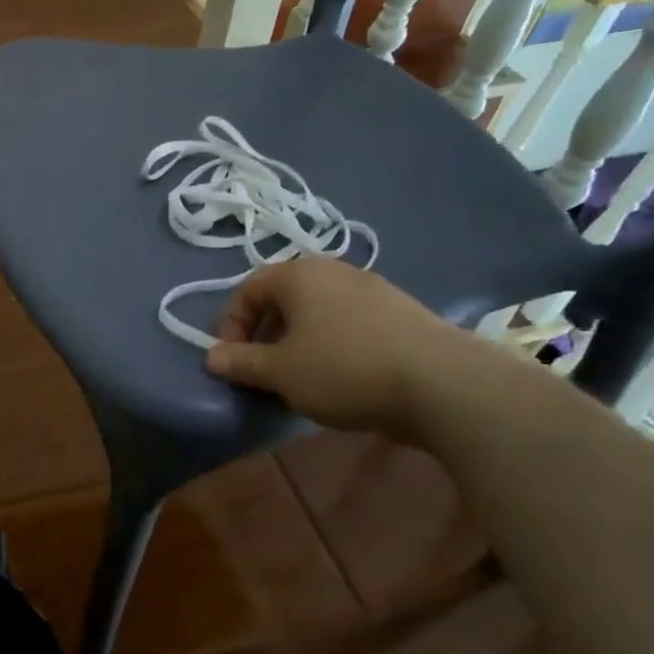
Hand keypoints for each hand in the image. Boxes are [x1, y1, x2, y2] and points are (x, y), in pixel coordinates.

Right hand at [202, 257, 488, 435]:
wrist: (442, 383)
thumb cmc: (343, 369)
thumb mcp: (279, 372)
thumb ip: (240, 362)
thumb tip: (210, 357)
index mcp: (298, 275)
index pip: (247, 289)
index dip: (230, 325)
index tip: (231, 360)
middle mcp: (334, 270)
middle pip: (283, 298)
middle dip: (265, 333)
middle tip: (263, 369)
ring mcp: (372, 288)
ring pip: (317, 311)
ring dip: (298, 340)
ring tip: (301, 377)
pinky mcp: (401, 312)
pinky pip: (349, 322)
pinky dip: (332, 343)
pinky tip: (342, 376)